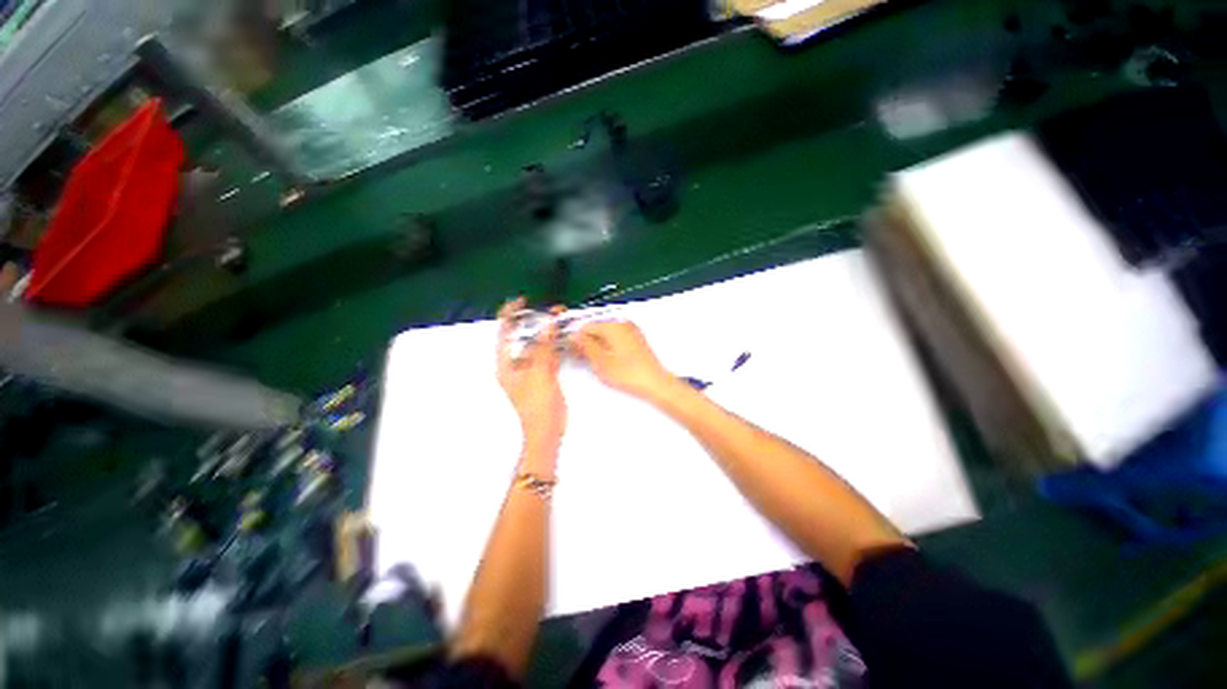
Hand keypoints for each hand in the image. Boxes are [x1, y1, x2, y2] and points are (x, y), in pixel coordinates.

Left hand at [497, 298, 566, 461]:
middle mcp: (516, 364)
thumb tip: (548, 324)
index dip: (511, 315)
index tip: (522, 301)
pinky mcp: (543, 374)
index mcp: (506, 364)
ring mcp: (530, 369)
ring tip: (560, 319)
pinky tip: (563, 337)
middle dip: (536, 322)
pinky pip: (548, 354)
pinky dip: (555, 345)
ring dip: (548, 332)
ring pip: (537, 345)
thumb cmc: (538, 406)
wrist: (547, 431)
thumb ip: (543, 347)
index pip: (504, 334)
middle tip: (552, 310)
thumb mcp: (539, 374)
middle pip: (523, 337)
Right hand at [573, 321, 673, 401]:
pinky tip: (608, 361)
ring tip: (597, 362)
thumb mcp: (600, 361)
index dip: (576, 339)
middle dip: (587, 341)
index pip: (586, 326)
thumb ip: (585, 345)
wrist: (655, 382)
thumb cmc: (629, 373)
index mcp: (612, 325)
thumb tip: (574, 336)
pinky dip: (609, 346)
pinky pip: (616, 338)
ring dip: (598, 345)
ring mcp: (631, 330)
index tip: (574, 353)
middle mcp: (622, 323)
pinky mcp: (636, 339)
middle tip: (584, 359)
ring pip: (606, 334)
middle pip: (596, 328)